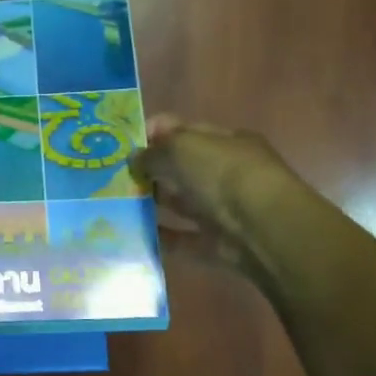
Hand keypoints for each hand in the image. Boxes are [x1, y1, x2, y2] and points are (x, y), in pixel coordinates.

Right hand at [132, 116, 298, 276]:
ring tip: (116, 202)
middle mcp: (226, 173)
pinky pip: (182, 239)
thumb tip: (134, 158)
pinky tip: (133, 232)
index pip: (185, 131)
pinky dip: (161, 236)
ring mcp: (222, 210)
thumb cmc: (223, 173)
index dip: (155, 133)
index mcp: (225, 141)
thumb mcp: (182, 148)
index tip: (124, 143)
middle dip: (150, 169)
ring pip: (181, 203)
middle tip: (113, 175)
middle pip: (181, 168)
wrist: (263, 229)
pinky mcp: (216, 244)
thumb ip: (154, 151)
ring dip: (152, 202)